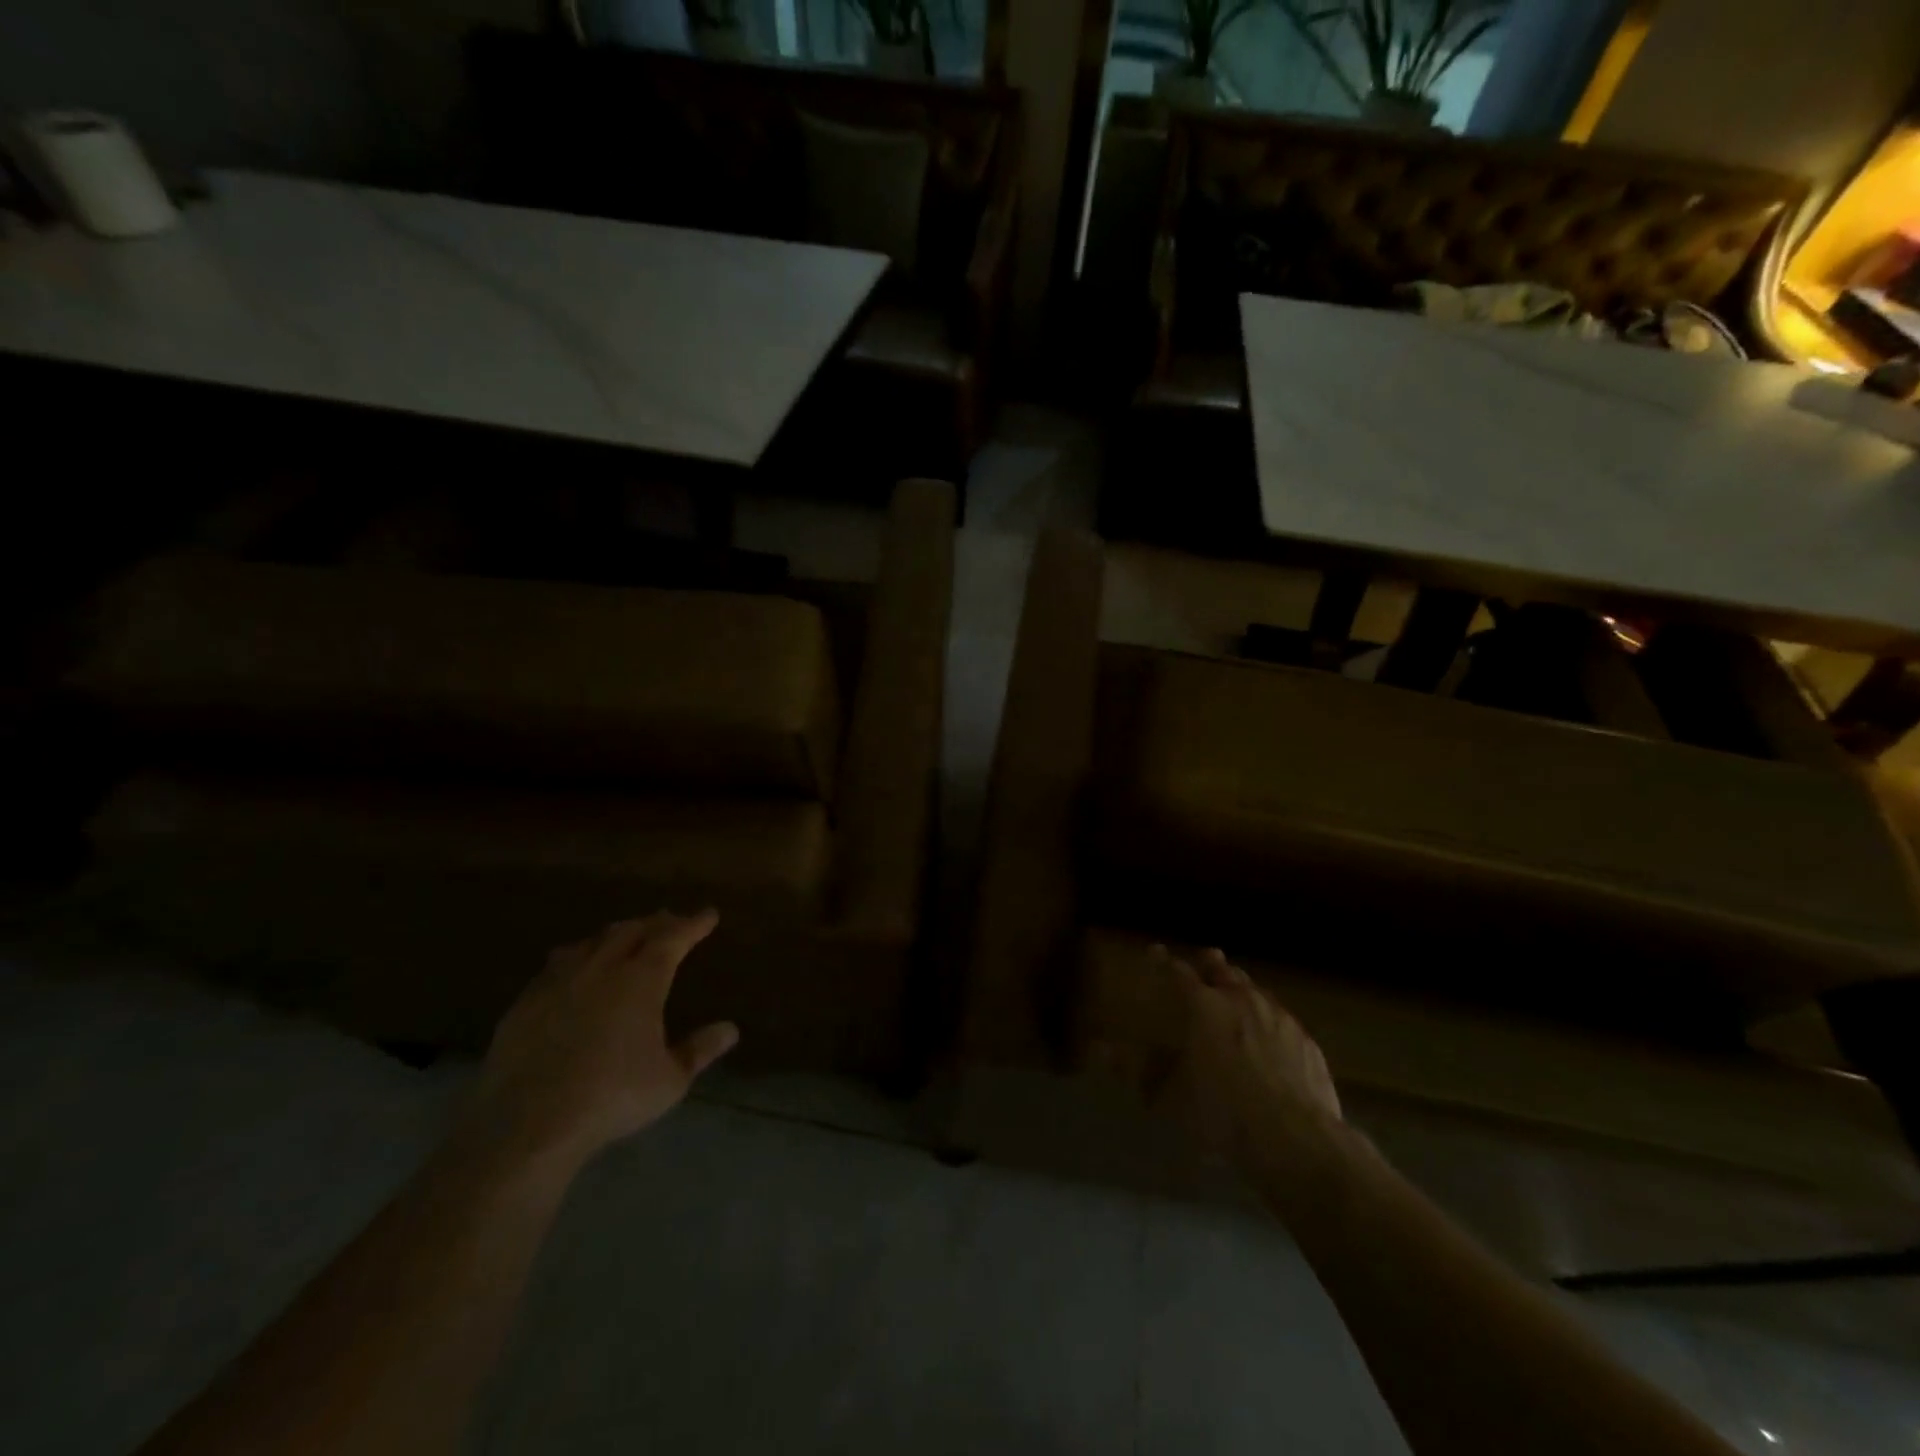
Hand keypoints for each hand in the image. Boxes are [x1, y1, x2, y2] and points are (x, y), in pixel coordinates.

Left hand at [455, 911, 738, 1173]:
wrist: (527, 1123)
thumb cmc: (612, 1097)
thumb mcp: (670, 1080)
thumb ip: (700, 1050)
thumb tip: (730, 1029)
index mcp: (641, 980)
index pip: (673, 938)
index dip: (693, 924)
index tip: (708, 914)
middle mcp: (602, 969)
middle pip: (631, 930)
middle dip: (655, 923)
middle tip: (670, 922)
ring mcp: (559, 982)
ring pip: (592, 942)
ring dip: (615, 935)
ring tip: (625, 938)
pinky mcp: (525, 1002)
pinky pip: (557, 964)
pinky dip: (577, 957)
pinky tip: (574, 970)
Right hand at [1147, 945, 1344, 1170]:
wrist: (1294, 1138)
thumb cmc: (1221, 1113)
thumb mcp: (1167, 1096)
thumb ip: (1134, 1069)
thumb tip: (1098, 1050)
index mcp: (1203, 1006)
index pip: (1177, 971)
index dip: (1163, 960)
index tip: (1155, 951)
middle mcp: (1240, 999)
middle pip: (1222, 970)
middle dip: (1209, 963)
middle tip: (1203, 961)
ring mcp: (1278, 1016)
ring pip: (1255, 988)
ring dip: (1241, 986)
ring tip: (1235, 991)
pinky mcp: (1306, 1040)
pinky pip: (1282, 1016)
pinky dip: (1269, 1015)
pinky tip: (1270, 1032)